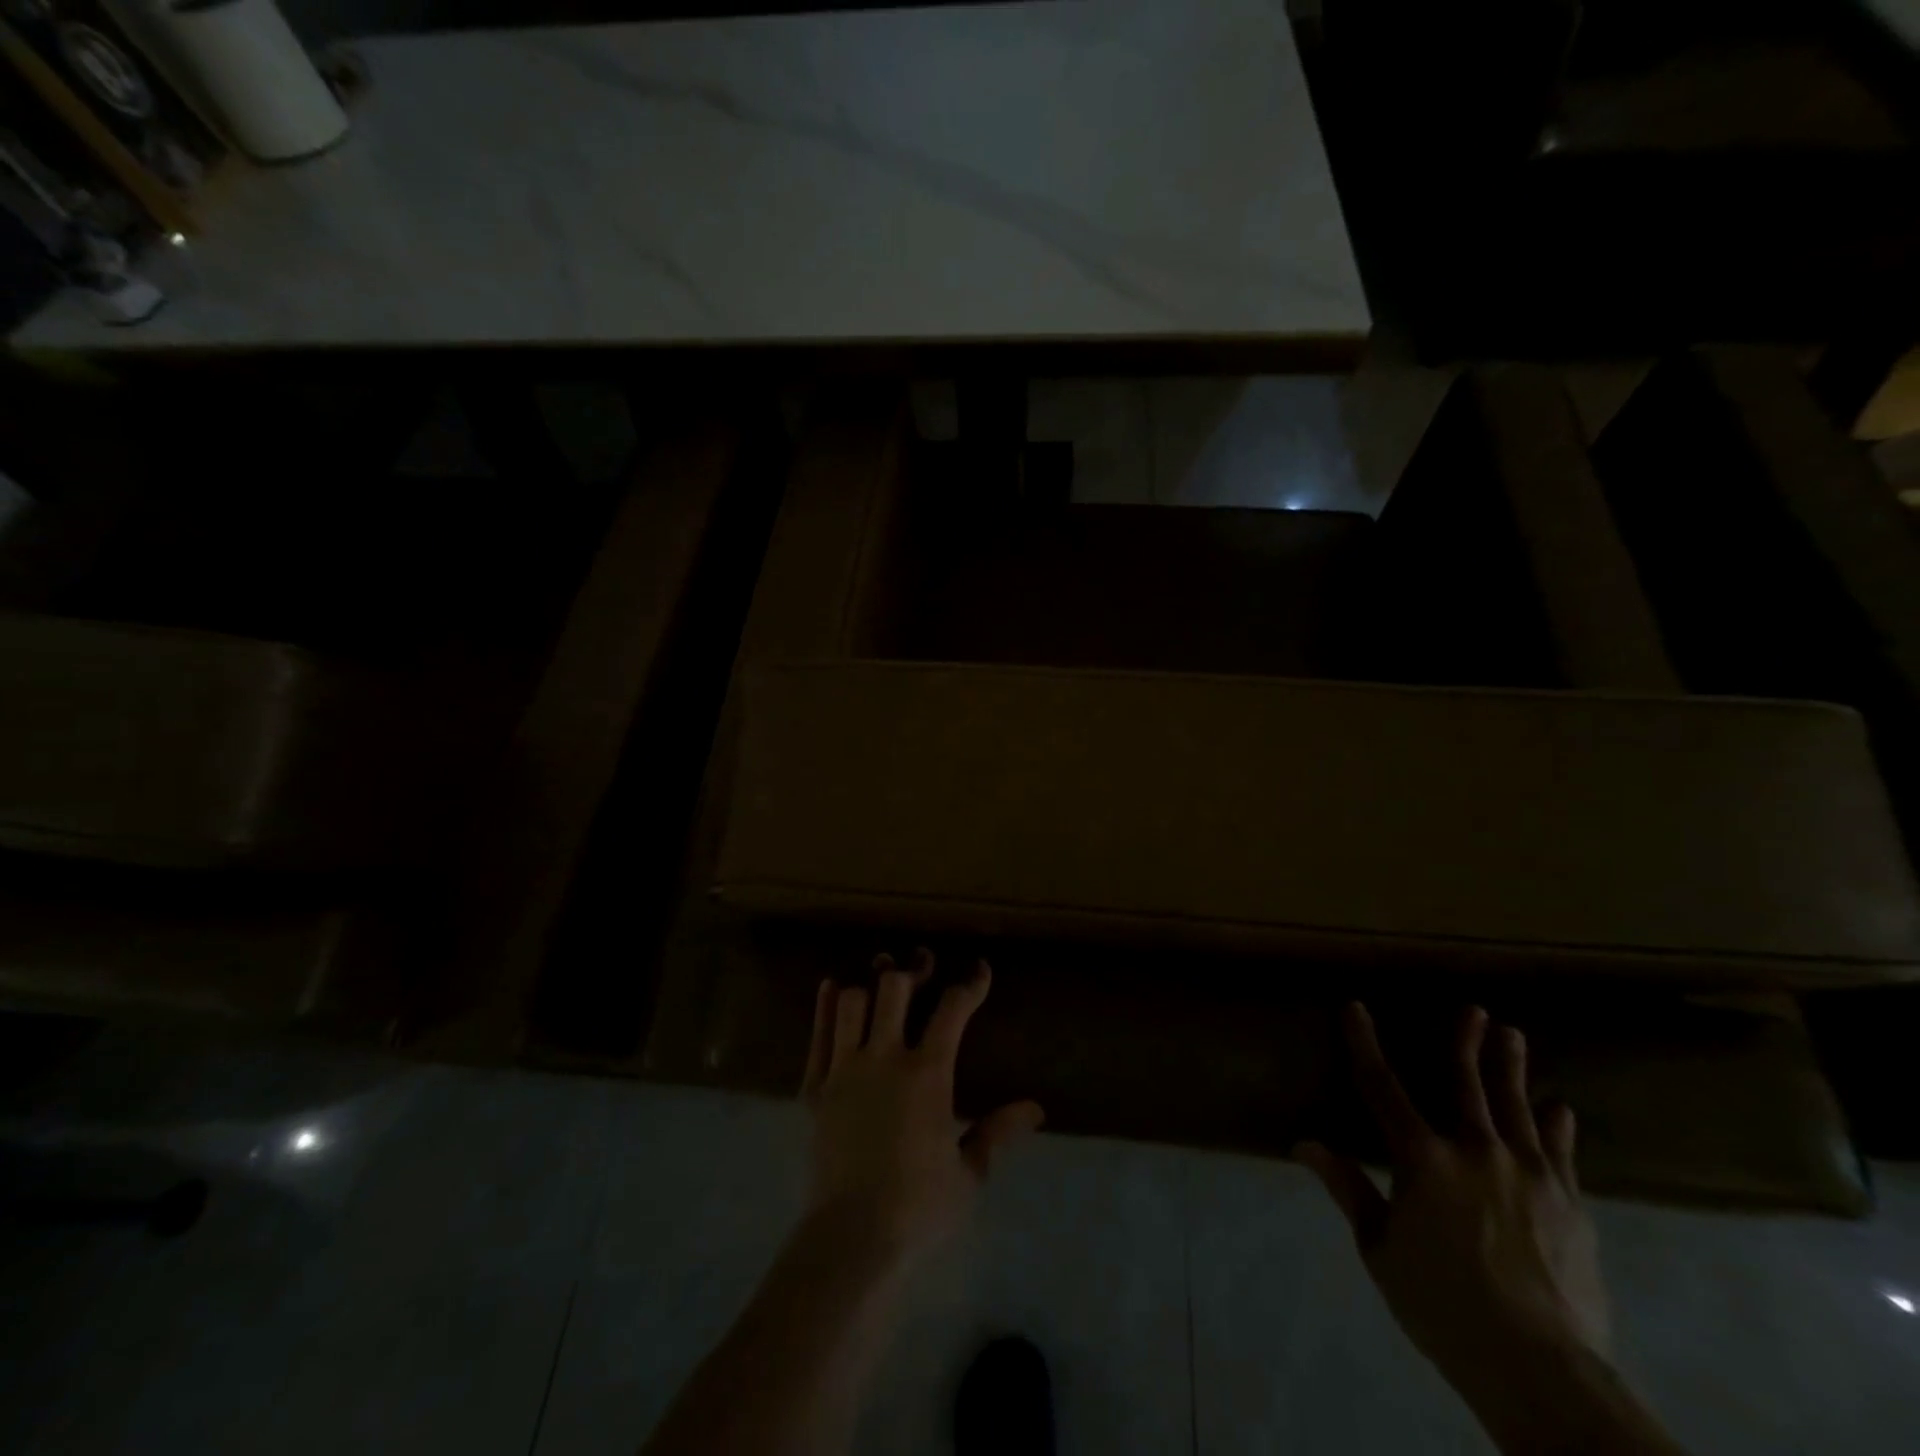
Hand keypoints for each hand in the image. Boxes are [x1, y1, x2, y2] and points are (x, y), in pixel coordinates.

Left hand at [801, 950, 1043, 1265]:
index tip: (979, 970)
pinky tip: (832, 986)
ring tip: (880, 981)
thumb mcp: (969, 1174)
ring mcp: (844, 1069)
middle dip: (912, 969)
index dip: (970, 984)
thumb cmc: (918, 1208)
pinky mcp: (815, 1087)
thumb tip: (1035, 1108)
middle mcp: (884, 1058)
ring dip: (868, 986)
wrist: (851, 1239)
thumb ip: (998, 1132)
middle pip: (894, 988)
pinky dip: (825, 1006)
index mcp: (928, 1074)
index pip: (952, 1010)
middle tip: (923, 965)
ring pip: (851, 1001)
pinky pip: (818, 1034)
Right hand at [1296, 1004, 1609, 1400]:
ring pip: (1516, 1106)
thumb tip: (1303, 1143)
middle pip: (1466, 1083)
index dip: (1365, 1043)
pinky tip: (1559, 1109)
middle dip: (1465, 1041)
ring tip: (1513, 1035)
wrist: (1541, 1368)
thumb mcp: (1380, 1248)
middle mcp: (1476, 1150)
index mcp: (1423, 1158)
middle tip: (1473, 1010)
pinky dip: (1556, 1127)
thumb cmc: (1443, 1304)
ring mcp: (1529, 1173)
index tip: (1356, 1008)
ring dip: (1512, 1068)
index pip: (1382, 1085)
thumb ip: (1348, 1187)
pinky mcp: (1569, 1203)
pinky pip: (1560, 1152)